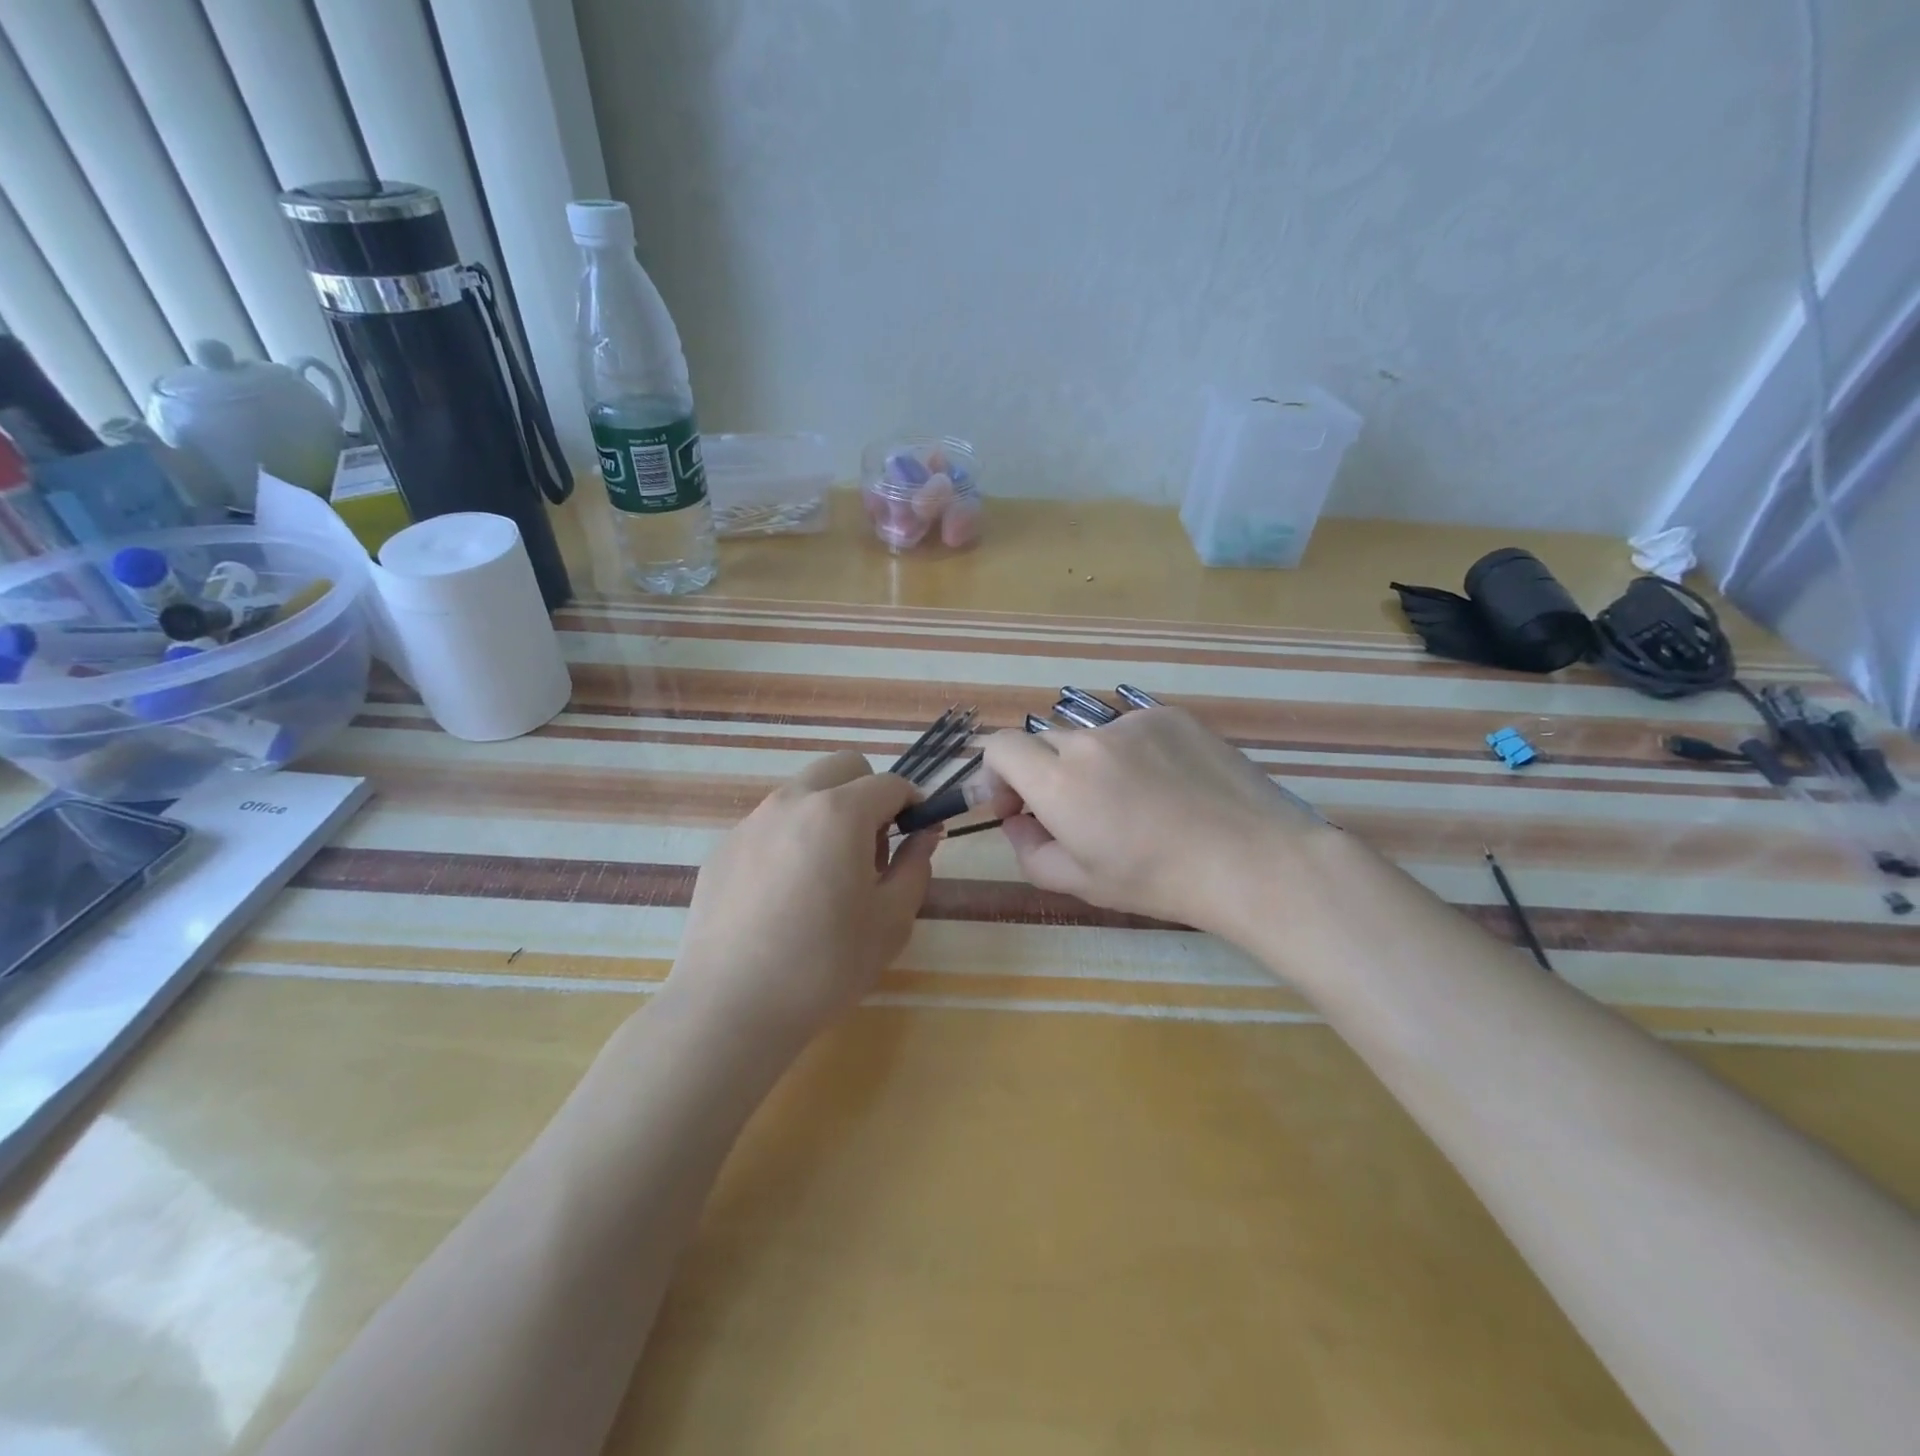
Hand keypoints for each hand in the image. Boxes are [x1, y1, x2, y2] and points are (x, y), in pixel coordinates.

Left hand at [668, 751, 936, 1045]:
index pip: (890, 784)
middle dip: (869, 793)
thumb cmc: (825, 965)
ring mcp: (751, 822)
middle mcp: (792, 802)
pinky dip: (792, 838)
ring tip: (827, 876)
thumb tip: (924, 835)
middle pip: (842, 768)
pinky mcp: (723, 849)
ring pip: (803, 792)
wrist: (730, 1008)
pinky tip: (785, 896)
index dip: (914, 804)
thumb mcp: (891, 921)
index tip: (919, 834)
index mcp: (839, 813)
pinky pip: (770, 824)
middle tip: (873, 848)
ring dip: (829, 813)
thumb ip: (915, 866)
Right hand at [980, 708, 1326, 936]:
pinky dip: (1133, 754)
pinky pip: (1132, 731)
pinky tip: (1168, 787)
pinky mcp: (1171, 715)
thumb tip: (1017, 821)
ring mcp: (1133, 722)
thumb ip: (1029, 850)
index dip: (996, 775)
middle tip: (1076, 815)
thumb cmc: (1160, 881)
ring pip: (1091, 739)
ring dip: (1092, 766)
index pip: (999, 748)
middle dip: (1044, 776)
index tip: (1017, 806)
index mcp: (1059, 783)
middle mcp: (1089, 741)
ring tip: (1135, 804)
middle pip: (1044, 744)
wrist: (1251, 859)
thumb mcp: (1081, 883)